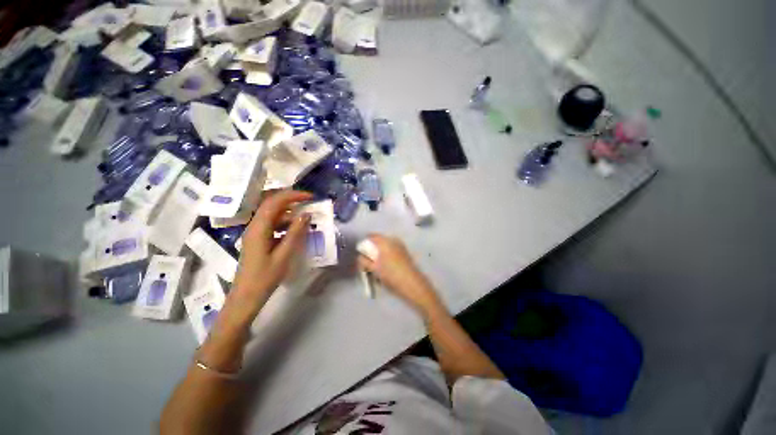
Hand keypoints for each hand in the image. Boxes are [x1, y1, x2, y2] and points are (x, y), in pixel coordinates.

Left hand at [233, 190, 312, 299]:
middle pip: (271, 204)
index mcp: (259, 229)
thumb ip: (295, 233)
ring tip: (306, 215)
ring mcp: (255, 233)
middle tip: (309, 201)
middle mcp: (254, 226)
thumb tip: (306, 214)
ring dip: (289, 211)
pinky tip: (296, 229)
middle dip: (291, 199)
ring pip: (272, 214)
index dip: (293, 195)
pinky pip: (272, 224)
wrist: (246, 297)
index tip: (310, 197)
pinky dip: (285, 222)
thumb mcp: (284, 255)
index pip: (275, 202)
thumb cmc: (265, 278)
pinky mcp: (258, 239)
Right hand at [358, 235, 441, 314]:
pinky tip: (386, 266)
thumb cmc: (391, 275)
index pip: (370, 236)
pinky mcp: (404, 251)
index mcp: (385, 241)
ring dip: (379, 252)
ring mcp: (400, 245)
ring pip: (385, 246)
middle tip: (368, 261)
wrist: (412, 284)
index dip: (364, 244)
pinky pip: (391, 249)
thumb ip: (364, 261)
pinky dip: (386, 255)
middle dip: (371, 249)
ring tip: (377, 265)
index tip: (361, 253)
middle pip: (378, 241)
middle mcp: (393, 239)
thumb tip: (360, 256)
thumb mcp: (374, 269)